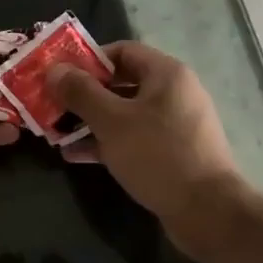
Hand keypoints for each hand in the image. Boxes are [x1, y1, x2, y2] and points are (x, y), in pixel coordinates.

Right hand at [50, 41, 247, 248]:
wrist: (208, 211)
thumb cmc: (158, 155)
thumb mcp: (112, 121)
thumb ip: (81, 92)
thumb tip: (55, 70)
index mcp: (166, 73)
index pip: (122, 50)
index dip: (88, 60)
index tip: (60, 76)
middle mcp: (174, 93)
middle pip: (121, 83)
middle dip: (85, 95)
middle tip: (54, 105)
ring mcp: (175, 125)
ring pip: (125, 114)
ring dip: (91, 122)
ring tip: (58, 133)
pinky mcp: (172, 153)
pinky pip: (134, 138)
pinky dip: (107, 143)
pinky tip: (77, 156)